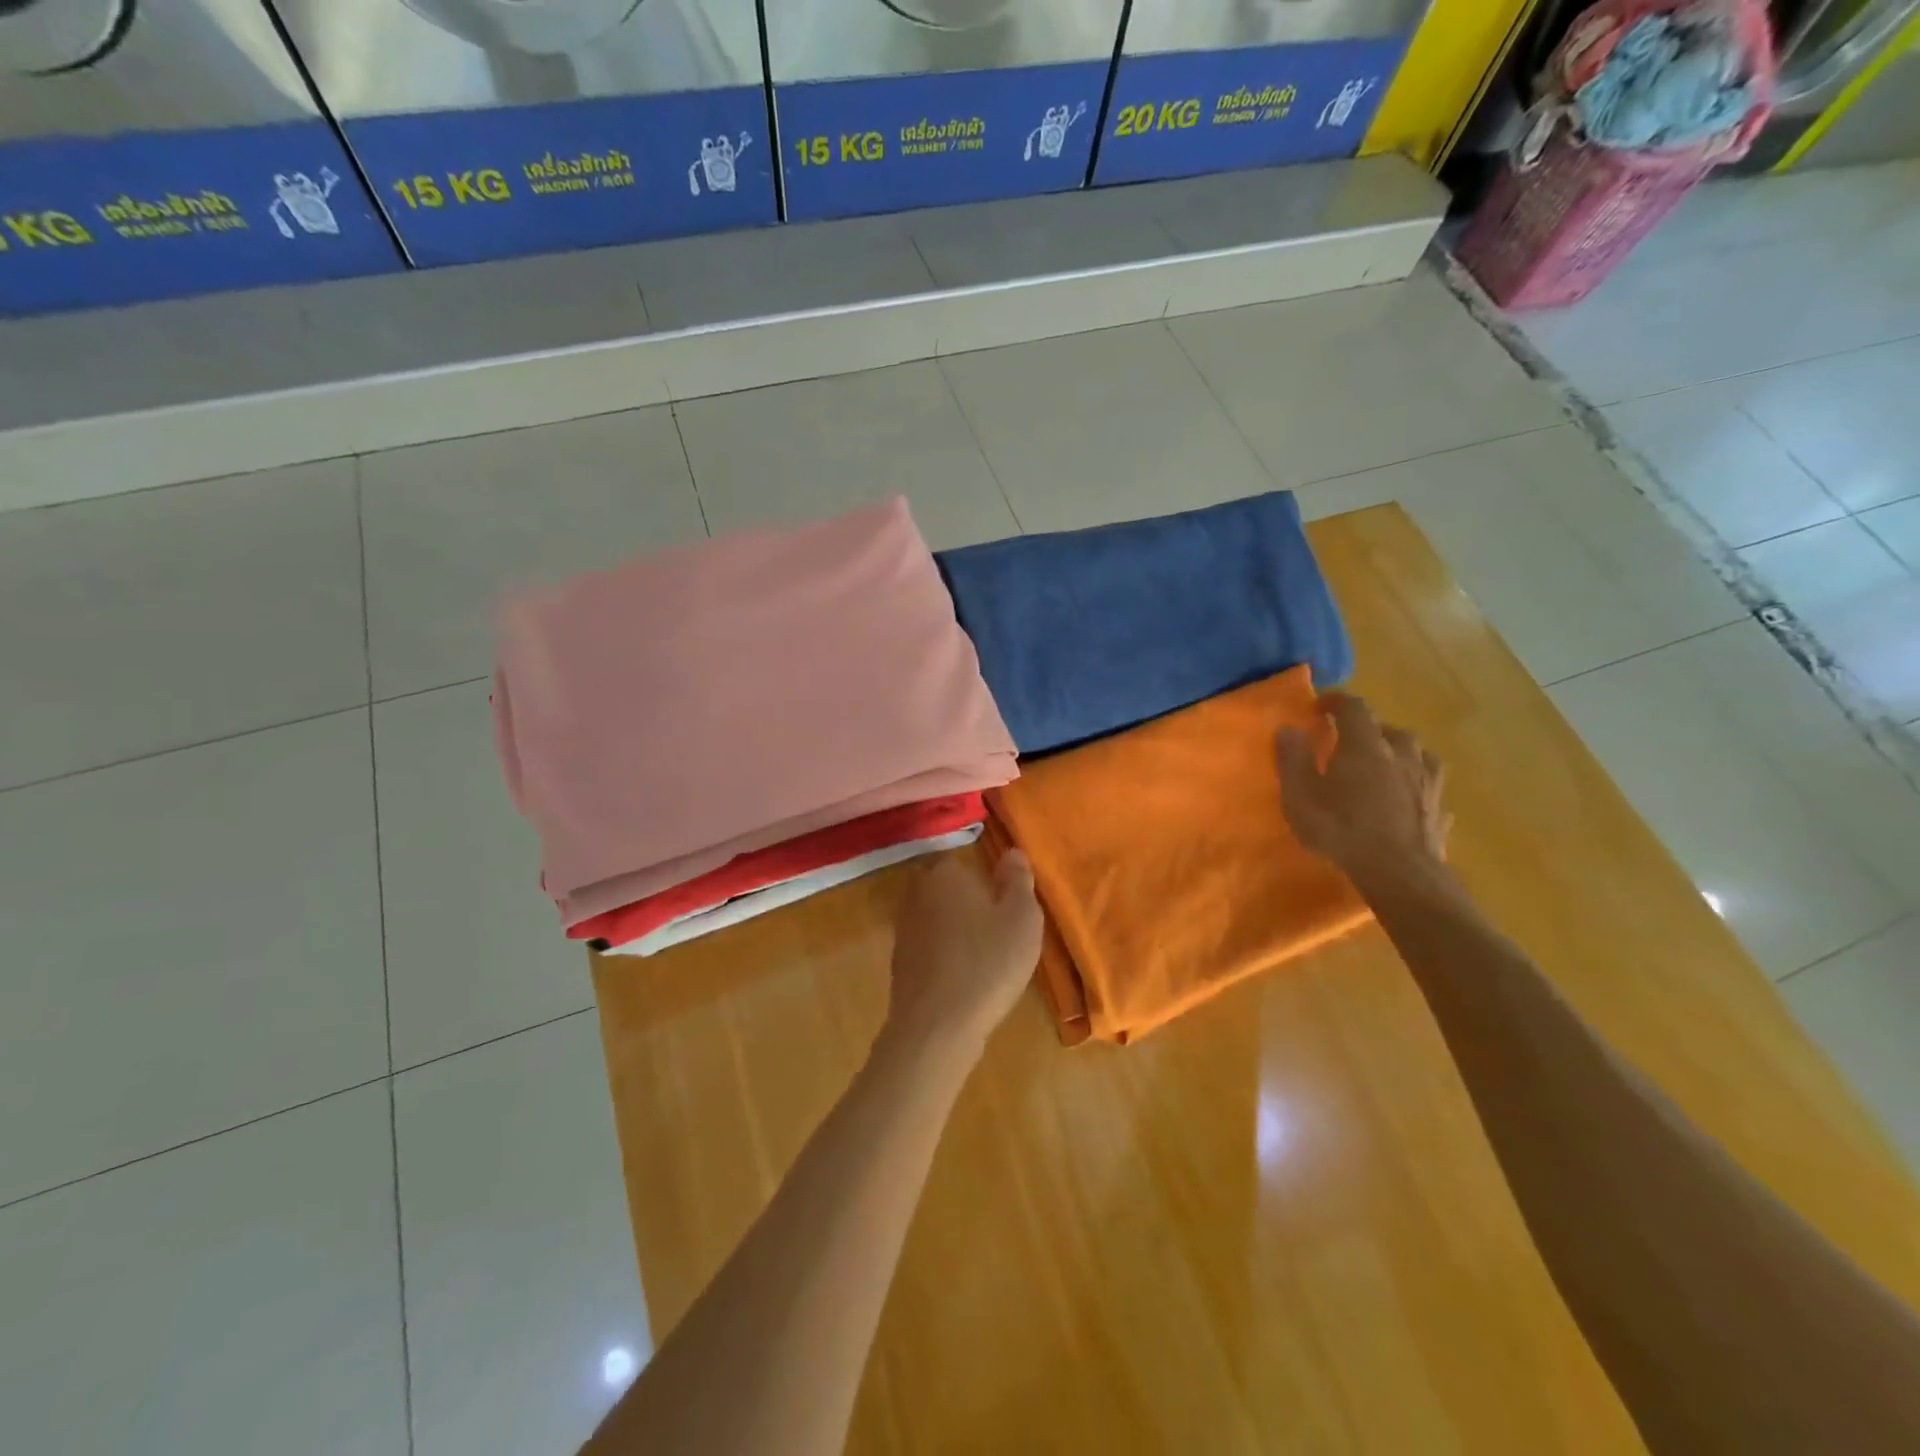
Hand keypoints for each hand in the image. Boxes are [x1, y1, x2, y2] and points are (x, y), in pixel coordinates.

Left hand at [882, 850, 1043, 1059]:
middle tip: (993, 922)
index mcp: (945, 873)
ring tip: (981, 950)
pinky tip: (961, 973)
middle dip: (963, 898)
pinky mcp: (898, 961)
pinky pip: (926, 944)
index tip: (1001, 898)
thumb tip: (1011, 853)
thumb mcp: (1022, 918)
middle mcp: (917, 892)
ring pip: (932, 914)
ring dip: (952, 926)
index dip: (982, 877)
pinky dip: (941, 952)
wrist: (937, 1026)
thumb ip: (1018, 880)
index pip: (961, 860)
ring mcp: (903, 928)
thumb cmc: (987, 963)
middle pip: (942, 885)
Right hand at [1277, 692, 1450, 885]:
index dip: (1336, 701)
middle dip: (1368, 730)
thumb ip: (1293, 760)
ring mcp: (1427, 781)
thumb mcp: (1300, 796)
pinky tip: (1410, 798)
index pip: (1354, 707)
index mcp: (1365, 745)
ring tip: (1385, 767)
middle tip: (1349, 743)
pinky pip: (1429, 785)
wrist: (1400, 874)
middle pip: (1388, 729)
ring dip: (1398, 754)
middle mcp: (1402, 754)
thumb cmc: (1342, 830)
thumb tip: (1288, 729)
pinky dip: (1416, 784)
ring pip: (1416, 753)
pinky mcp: (1441, 808)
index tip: (1320, 706)